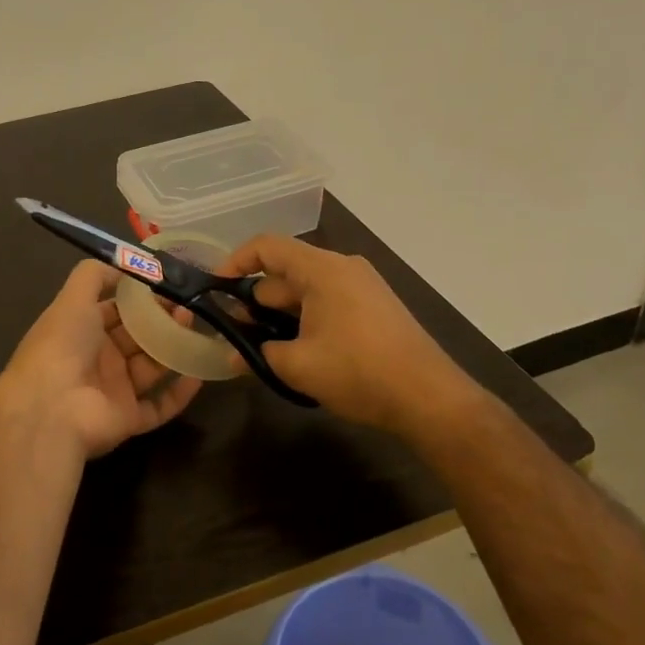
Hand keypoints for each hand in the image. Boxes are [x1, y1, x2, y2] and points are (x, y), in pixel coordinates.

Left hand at [0, 261, 202, 459]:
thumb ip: (95, 275)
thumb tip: (124, 264)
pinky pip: (159, 405)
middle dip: (162, 321)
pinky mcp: (128, 419)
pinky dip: (179, 393)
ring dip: (174, 349)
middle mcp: (97, 360)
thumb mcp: (73, 299)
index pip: (115, 310)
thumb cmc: (62, 346)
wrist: (50, 408)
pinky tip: (199, 374)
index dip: (140, 298)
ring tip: (197, 329)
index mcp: (81, 331)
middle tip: (189, 306)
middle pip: (137, 338)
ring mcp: (113, 391)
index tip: (169, 285)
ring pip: (151, 368)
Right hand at [219, 235, 474, 432]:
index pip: (267, 247)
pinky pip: (327, 304)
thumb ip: (258, 353)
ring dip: (279, 317)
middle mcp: (343, 268)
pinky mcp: (373, 308)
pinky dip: (304, 321)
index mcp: (323, 270)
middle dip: (255, 302)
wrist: (429, 398)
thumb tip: (233, 355)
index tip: (214, 289)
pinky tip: (295, 353)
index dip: (235, 262)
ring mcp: (362, 287)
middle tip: (232, 335)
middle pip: (285, 273)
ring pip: (305, 292)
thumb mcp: (298, 366)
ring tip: (259, 350)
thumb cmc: (359, 372)